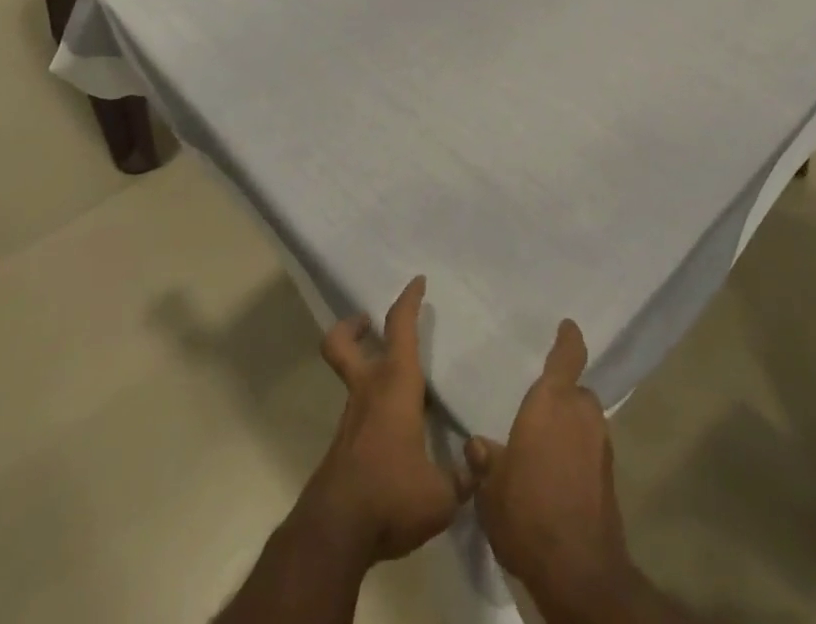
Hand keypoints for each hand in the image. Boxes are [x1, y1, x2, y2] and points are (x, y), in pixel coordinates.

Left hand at [302, 276, 470, 561]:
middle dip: (352, 327)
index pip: (400, 328)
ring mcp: (350, 419)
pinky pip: (357, 412)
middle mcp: (368, 391)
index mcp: (395, 384)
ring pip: (349, 377)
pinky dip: (371, 409)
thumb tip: (480, 460)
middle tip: (368, 322)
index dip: (408, 300)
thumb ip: (465, 477)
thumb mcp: (442, 495)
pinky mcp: (343, 447)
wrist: (336, 534)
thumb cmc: (392, 496)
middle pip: (341, 343)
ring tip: (397, 385)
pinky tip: (395, 434)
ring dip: (363, 368)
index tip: (417, 282)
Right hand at [465, 320, 634, 606]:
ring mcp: (601, 446)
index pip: (567, 357)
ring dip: (571, 428)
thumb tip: (476, 444)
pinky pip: (591, 451)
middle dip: (563, 398)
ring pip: (586, 422)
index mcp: (552, 402)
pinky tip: (558, 477)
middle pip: (577, 393)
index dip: (568, 339)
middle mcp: (581, 414)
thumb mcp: (491, 488)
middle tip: (540, 412)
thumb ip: (485, 461)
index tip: (567, 326)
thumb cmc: (527, 512)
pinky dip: (578, 455)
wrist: (578, 570)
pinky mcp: (610, 478)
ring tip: (546, 448)